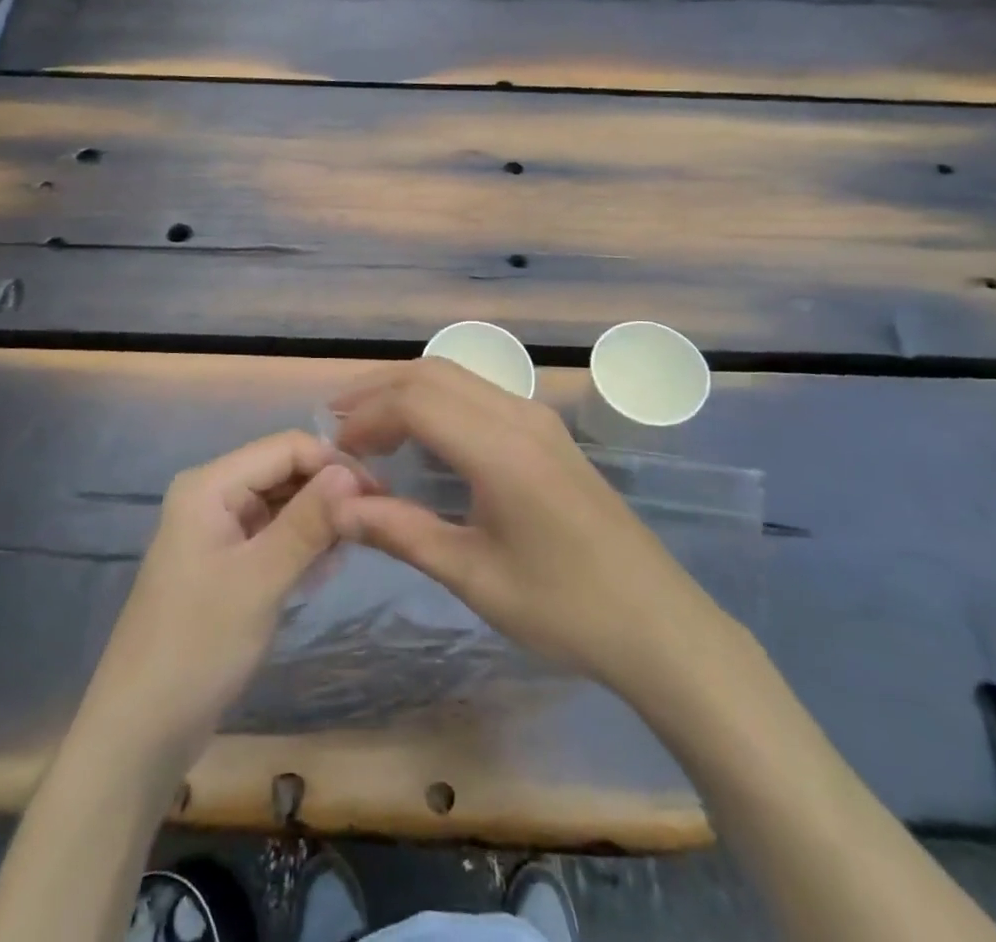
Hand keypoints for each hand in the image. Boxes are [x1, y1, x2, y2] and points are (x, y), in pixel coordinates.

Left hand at [76, 432, 364, 772]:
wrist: (141, 731)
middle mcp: (212, 495)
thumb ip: (307, 522)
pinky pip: (273, 534)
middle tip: (371, 527)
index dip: (334, 463)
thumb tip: (353, 472)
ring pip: (282, 503)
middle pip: (284, 471)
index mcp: (210, 485)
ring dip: (318, 521)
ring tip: (348, 553)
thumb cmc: (198, 647)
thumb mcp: (260, 581)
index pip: (286, 447)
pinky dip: (301, 546)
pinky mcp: (226, 561)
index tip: (378, 495)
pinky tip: (322, 572)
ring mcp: (218, 529)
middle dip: (328, 492)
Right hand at [328, 359, 712, 692]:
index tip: (335, 453)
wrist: (659, 623)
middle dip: (379, 390)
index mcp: (500, 448)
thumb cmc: (564, 608)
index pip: (415, 401)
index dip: (366, 417)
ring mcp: (538, 419)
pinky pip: (479, 394)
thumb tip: (337, 508)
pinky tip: (422, 435)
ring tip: (368, 425)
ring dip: (408, 390)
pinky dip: (438, 400)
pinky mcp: (548, 432)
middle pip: (434, 373)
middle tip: (337, 423)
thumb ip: (401, 532)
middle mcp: (519, 416)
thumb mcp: (473, 576)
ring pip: (458, 377)